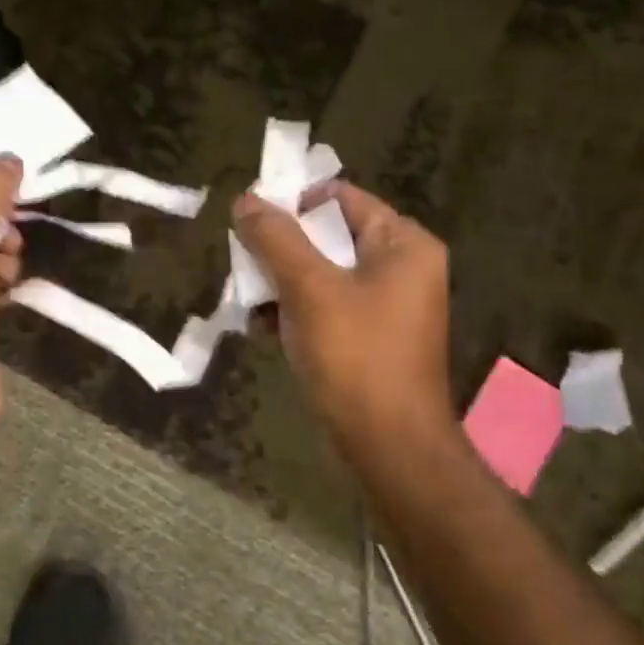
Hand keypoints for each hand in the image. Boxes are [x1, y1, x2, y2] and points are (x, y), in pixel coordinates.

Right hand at [232, 180, 453, 435]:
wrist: (390, 447)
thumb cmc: (356, 356)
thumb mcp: (310, 289)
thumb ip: (276, 239)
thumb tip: (246, 199)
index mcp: (402, 243)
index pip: (339, 197)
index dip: (292, 201)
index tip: (248, 217)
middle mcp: (400, 266)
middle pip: (328, 234)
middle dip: (280, 247)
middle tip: (241, 259)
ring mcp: (386, 304)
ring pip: (322, 272)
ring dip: (280, 280)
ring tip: (244, 295)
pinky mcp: (369, 336)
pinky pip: (326, 305)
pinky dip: (294, 308)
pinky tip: (259, 324)